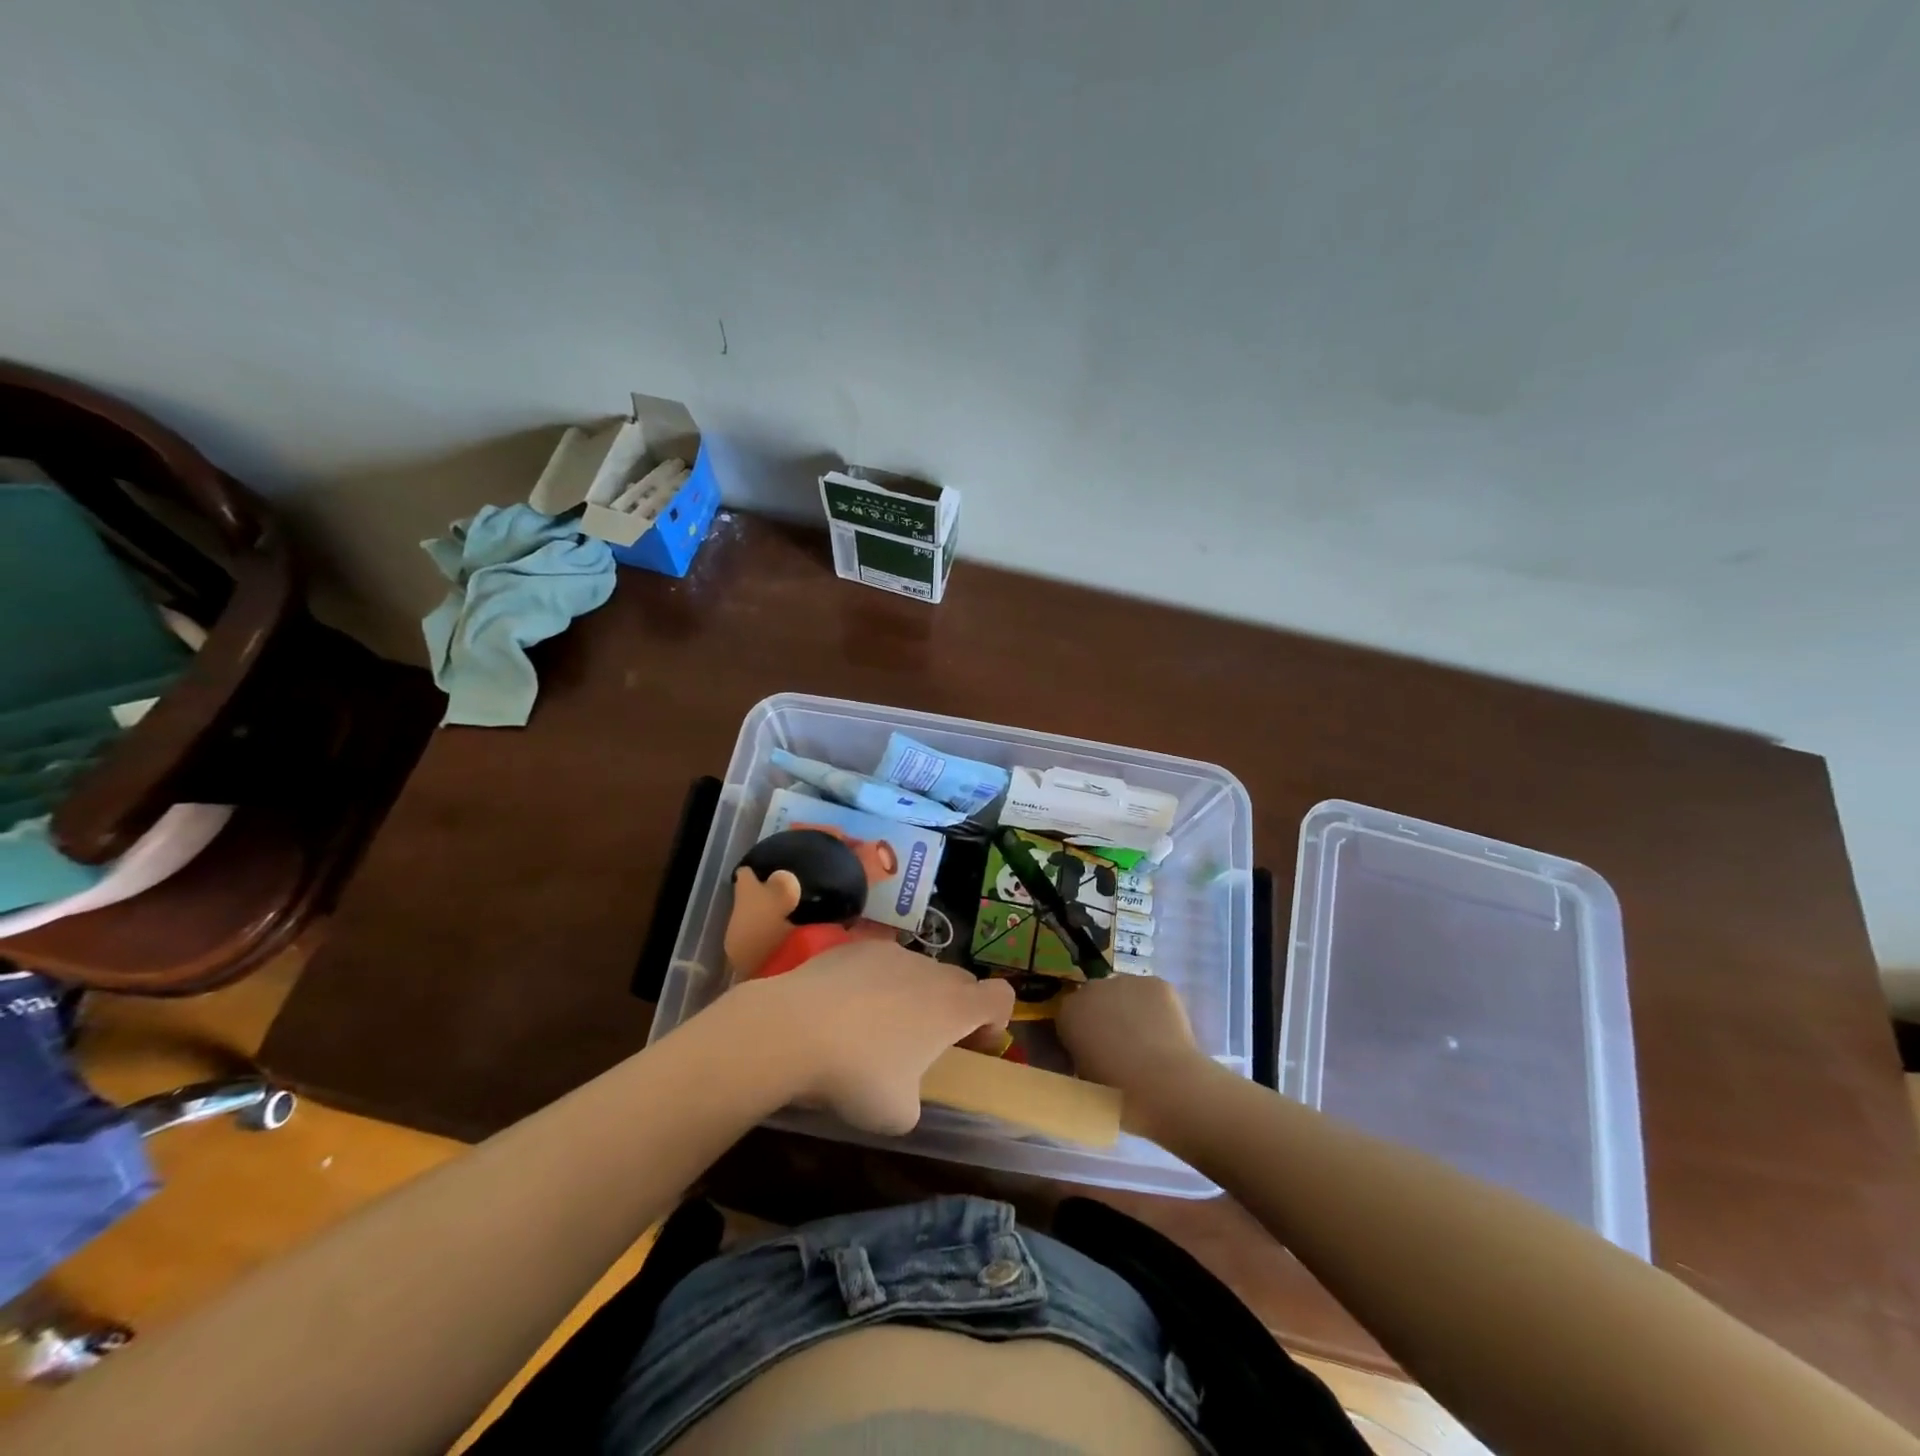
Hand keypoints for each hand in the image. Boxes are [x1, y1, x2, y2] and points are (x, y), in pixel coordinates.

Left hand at [725, 941, 1014, 1136]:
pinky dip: (875, 982)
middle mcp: (930, 970)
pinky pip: (880, 963)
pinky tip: (843, 1009)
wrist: (793, 1028)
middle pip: (960, 981)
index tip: (973, 1045)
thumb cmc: (857, 1074)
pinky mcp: (854, 946)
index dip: (996, 1020)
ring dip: (912, 994)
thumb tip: (904, 1092)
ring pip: (918, 970)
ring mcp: (891, 952)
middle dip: (953, 1009)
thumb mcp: (898, 1113)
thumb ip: (916, 1097)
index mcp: (953, 1007)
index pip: (1002, 996)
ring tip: (875, 1027)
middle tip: (925, 1043)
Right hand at [1056, 974, 1205, 1098]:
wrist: (1164, 1083)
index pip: (1069, 1013)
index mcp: (1069, 1011)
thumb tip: (1090, 1052)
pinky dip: (1156, 1007)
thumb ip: (1080, 1056)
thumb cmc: (1118, 1092)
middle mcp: (1093, 988)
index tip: (1092, 1050)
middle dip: (1104, 1014)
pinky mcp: (1157, 983)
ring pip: (1126, 992)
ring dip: (1130, 1008)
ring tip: (1147, 1039)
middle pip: (1096, 997)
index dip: (1081, 1031)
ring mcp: (1126, 981)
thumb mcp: (1084, 1078)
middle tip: (1120, 1044)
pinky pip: (1152, 993)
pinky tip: (1166, 1031)